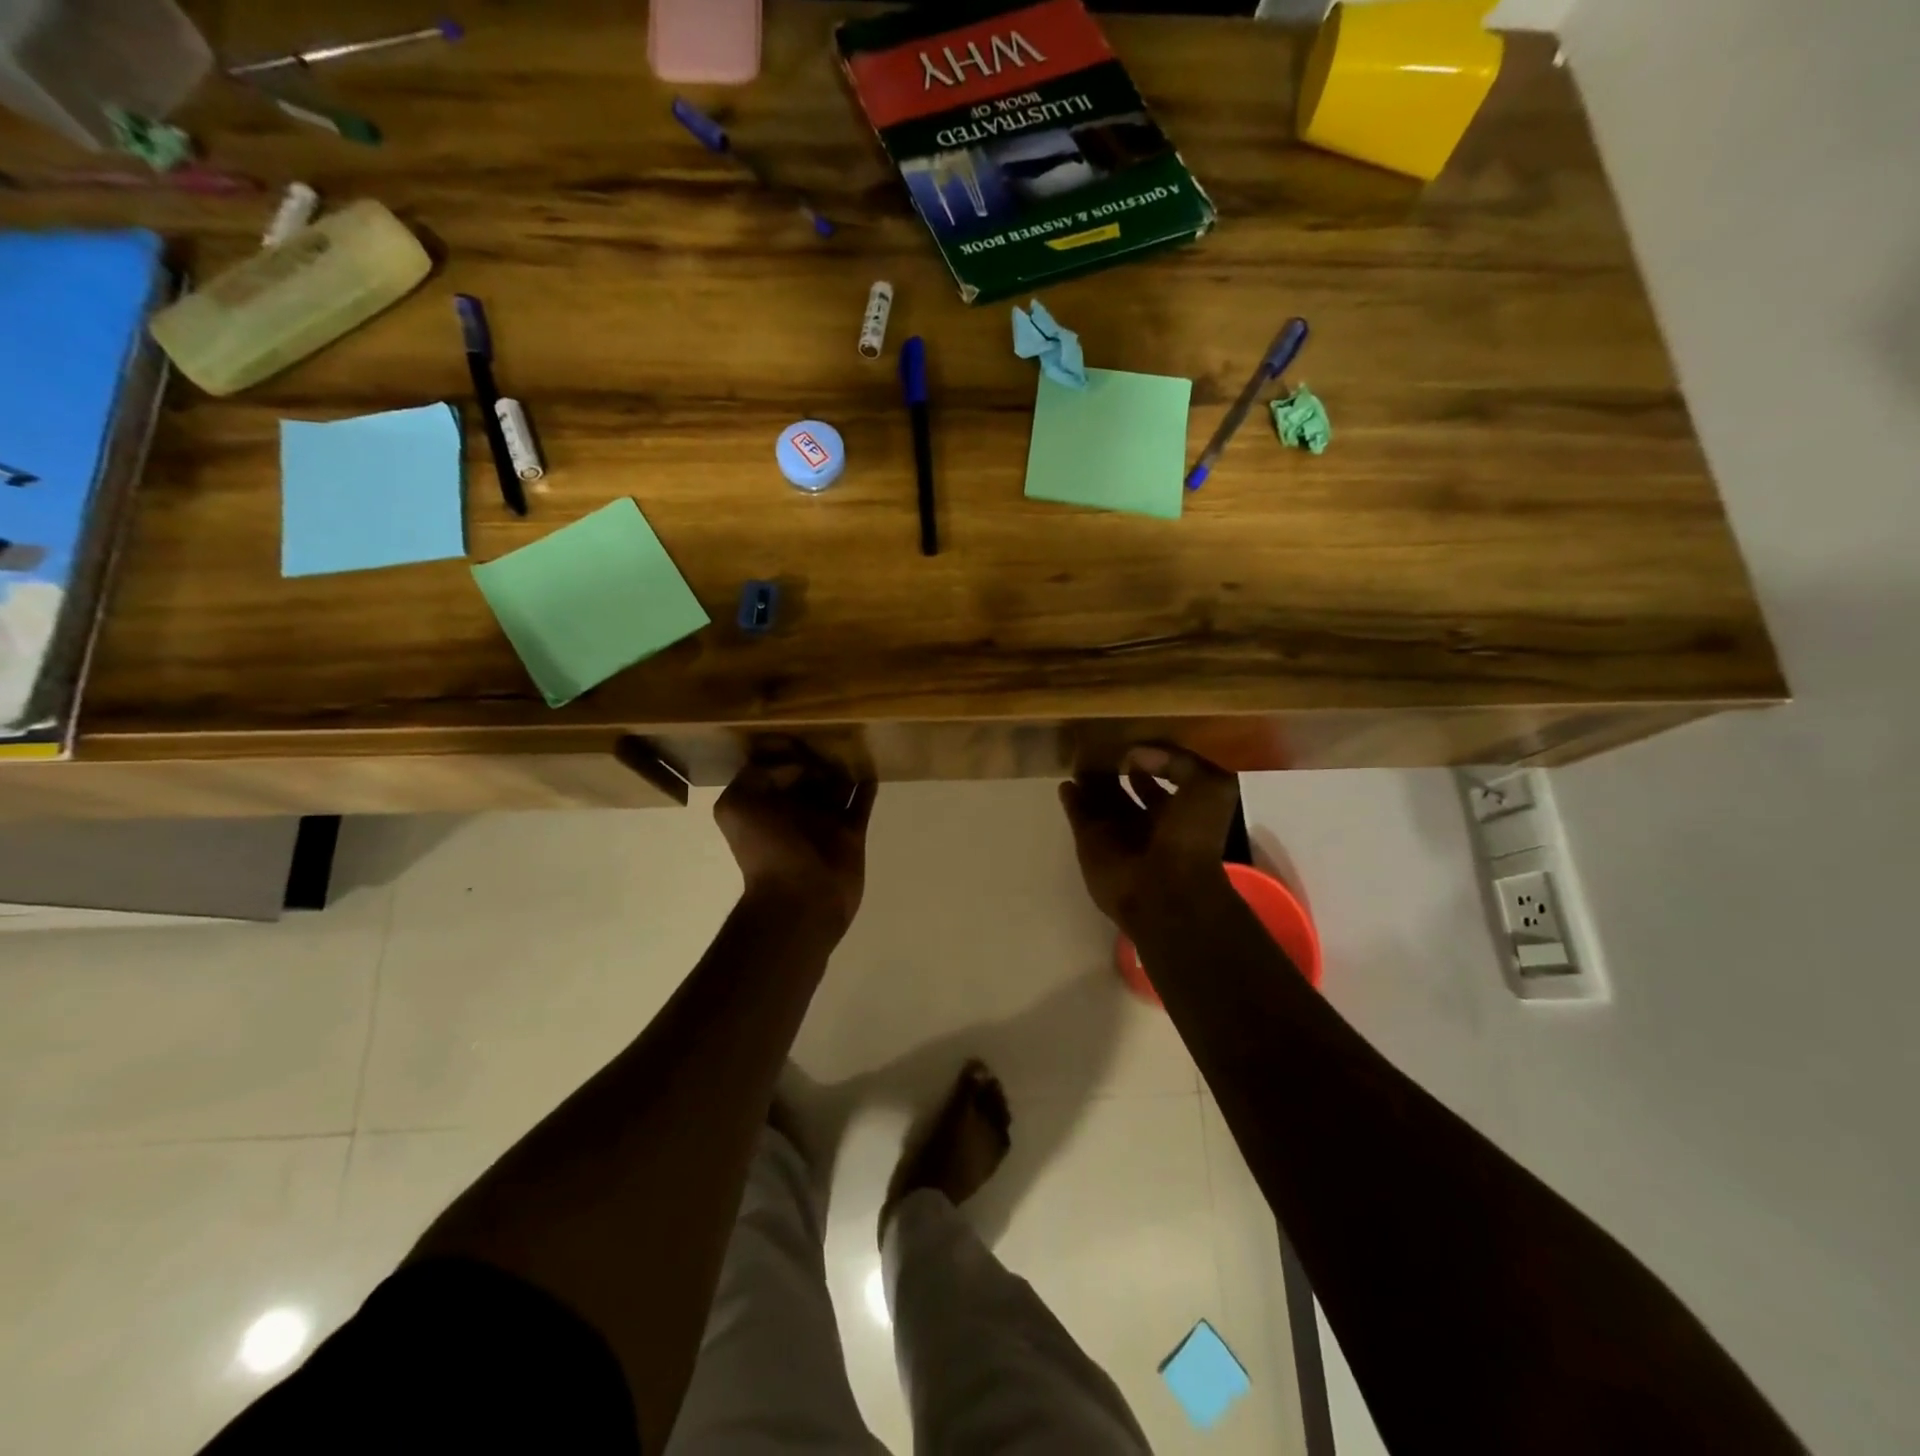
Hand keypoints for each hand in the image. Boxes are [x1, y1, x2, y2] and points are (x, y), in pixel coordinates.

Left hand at [716, 741, 876, 934]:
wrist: (799, 900)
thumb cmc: (766, 851)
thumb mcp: (737, 805)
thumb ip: (758, 775)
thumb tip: (799, 767)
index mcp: (764, 801)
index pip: (773, 765)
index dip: (784, 747)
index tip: (800, 731)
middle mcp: (793, 808)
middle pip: (807, 772)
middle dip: (817, 753)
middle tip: (833, 732)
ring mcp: (824, 820)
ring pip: (836, 784)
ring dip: (843, 766)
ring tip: (855, 741)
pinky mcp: (850, 833)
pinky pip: (860, 802)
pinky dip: (866, 786)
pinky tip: (872, 766)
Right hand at [1059, 745, 1238, 933]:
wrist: (1164, 889)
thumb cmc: (1191, 837)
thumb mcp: (1209, 787)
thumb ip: (1180, 762)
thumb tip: (1138, 754)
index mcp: (1182, 810)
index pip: (1166, 778)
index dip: (1154, 760)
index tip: (1137, 741)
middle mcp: (1149, 822)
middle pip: (1130, 789)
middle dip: (1117, 769)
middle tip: (1103, 745)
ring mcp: (1118, 833)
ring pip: (1101, 800)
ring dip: (1091, 781)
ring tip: (1081, 755)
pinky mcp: (1090, 842)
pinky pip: (1077, 814)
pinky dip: (1071, 799)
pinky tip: (1066, 782)